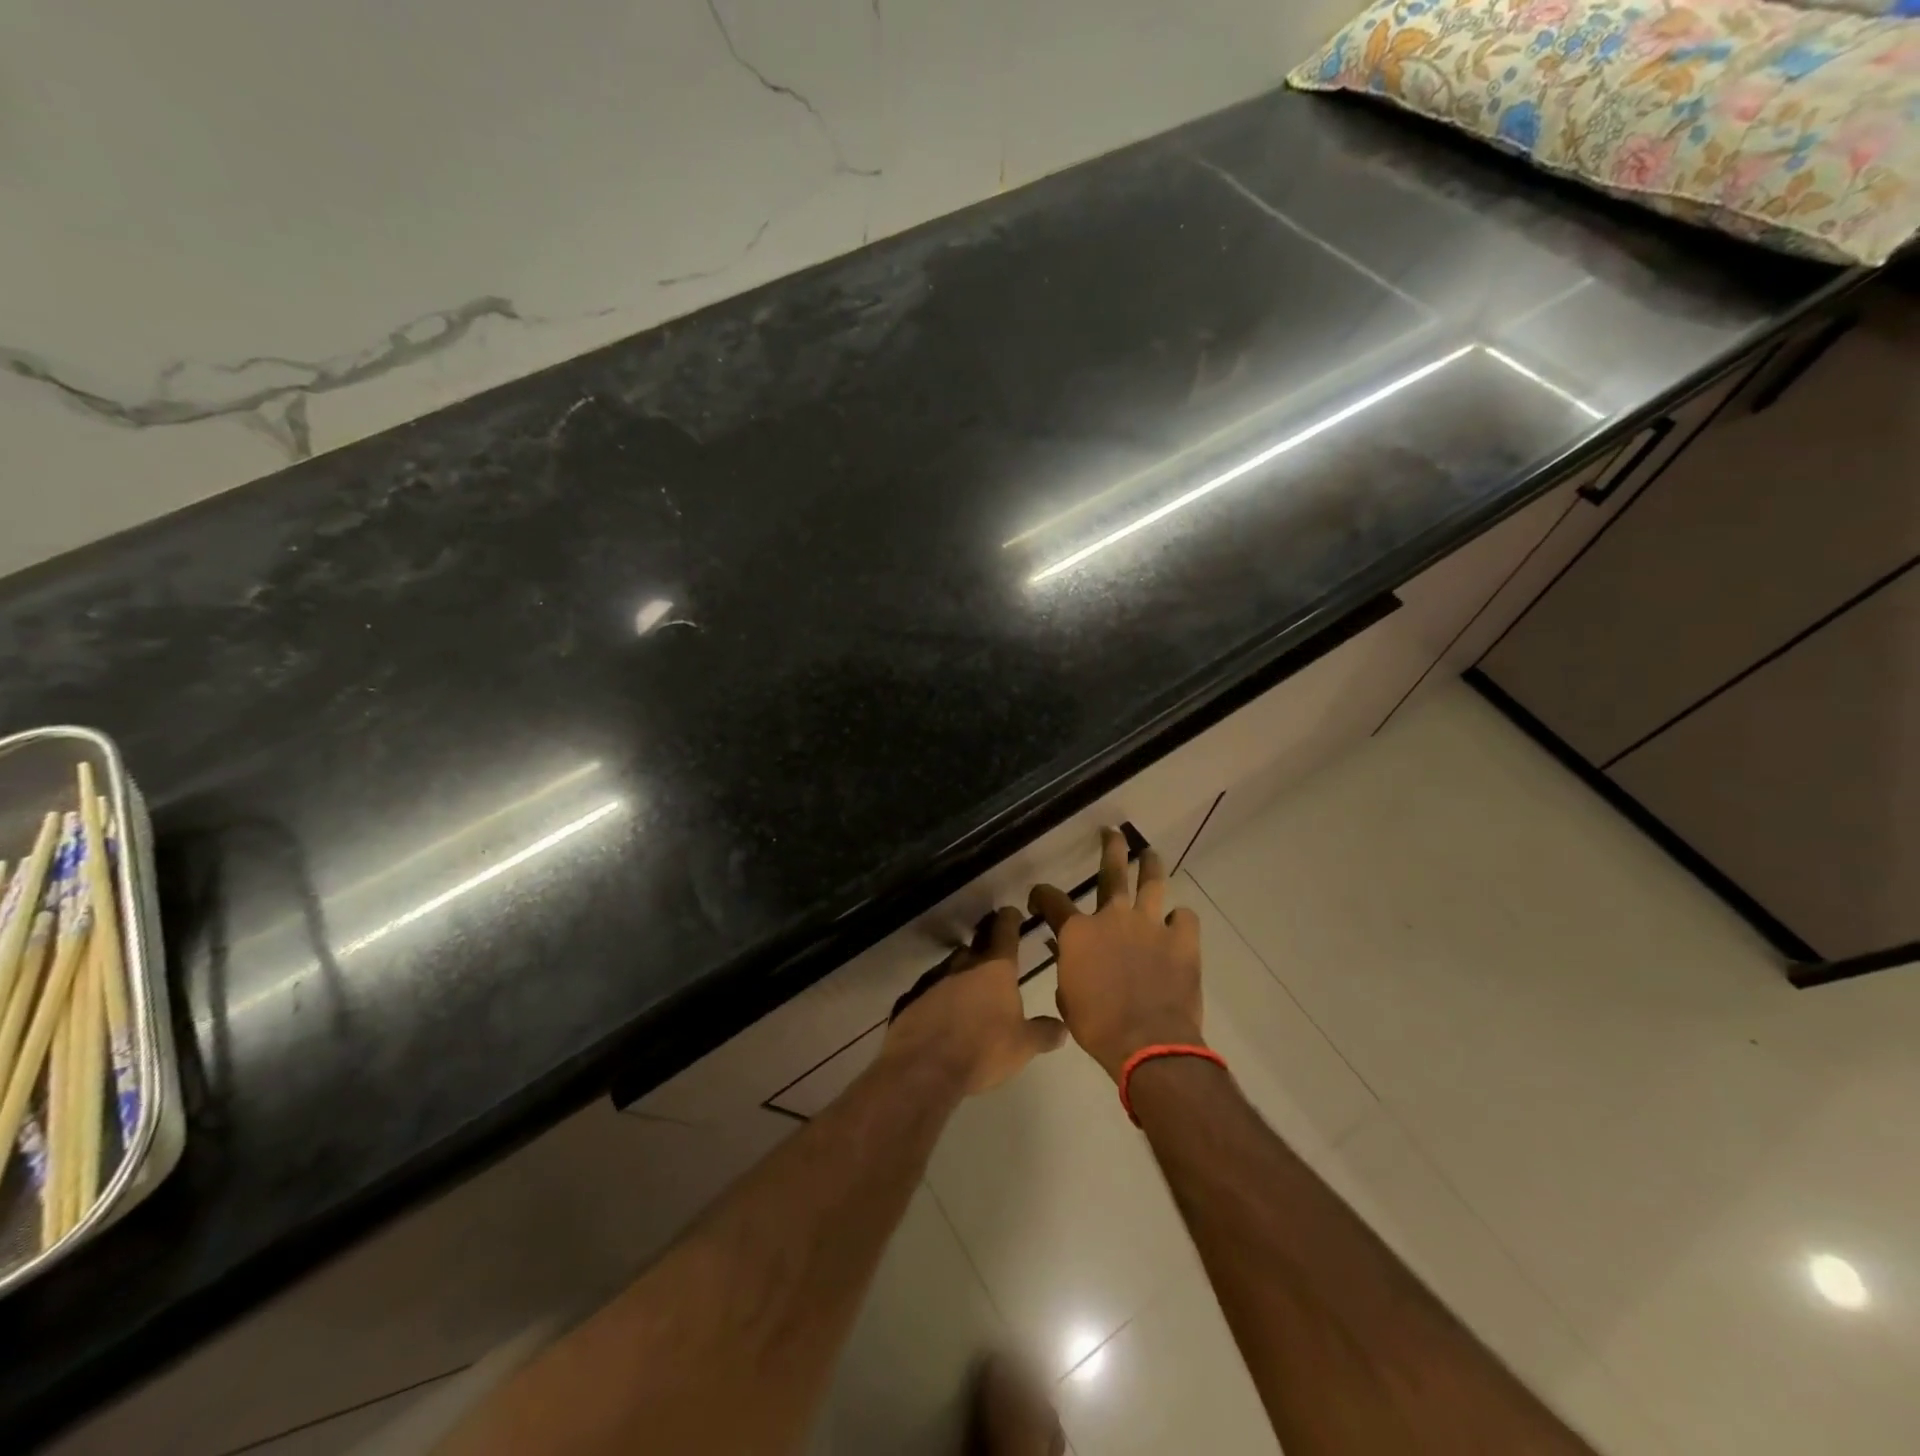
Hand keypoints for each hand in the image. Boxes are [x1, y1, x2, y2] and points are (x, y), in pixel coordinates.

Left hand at [881, 906, 1066, 1095]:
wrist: (924, 1066)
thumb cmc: (983, 1049)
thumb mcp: (1023, 1046)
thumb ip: (1043, 1033)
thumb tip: (1062, 1028)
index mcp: (995, 968)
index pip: (1004, 930)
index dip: (1010, 919)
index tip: (1012, 913)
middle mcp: (964, 964)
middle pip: (976, 943)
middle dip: (985, 939)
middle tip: (993, 943)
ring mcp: (934, 979)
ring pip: (951, 965)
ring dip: (961, 970)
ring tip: (969, 983)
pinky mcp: (912, 998)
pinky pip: (930, 990)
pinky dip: (938, 994)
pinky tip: (942, 1010)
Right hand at [1030, 829, 1202, 1081]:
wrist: (1148, 1043)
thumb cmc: (1098, 1026)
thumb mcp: (1067, 998)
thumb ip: (1066, 968)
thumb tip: (1063, 950)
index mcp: (1078, 932)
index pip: (1052, 899)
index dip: (1041, 896)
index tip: (1039, 898)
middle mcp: (1113, 917)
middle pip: (1111, 871)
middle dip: (1110, 848)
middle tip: (1112, 833)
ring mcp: (1150, 924)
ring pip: (1152, 882)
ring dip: (1151, 865)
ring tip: (1151, 855)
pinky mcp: (1182, 939)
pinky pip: (1185, 917)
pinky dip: (1180, 919)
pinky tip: (1177, 925)